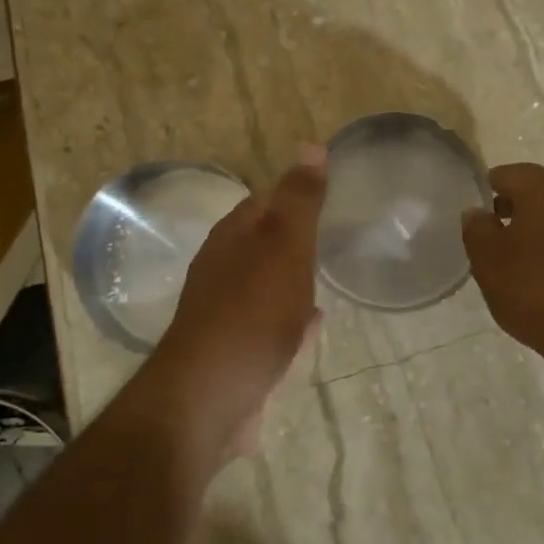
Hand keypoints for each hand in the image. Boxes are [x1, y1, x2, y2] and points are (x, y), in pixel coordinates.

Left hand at [143, 146, 326, 458]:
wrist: (210, 398)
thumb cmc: (251, 313)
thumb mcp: (283, 246)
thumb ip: (298, 200)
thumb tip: (310, 146)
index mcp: (232, 238)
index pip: (263, 202)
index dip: (293, 195)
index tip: (328, 197)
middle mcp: (222, 270)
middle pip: (262, 243)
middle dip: (292, 238)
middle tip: (333, 237)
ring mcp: (226, 314)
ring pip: (265, 284)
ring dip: (291, 278)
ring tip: (326, 275)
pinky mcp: (234, 353)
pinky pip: (270, 325)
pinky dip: (290, 318)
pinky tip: (311, 326)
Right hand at [462, 163, 543, 372]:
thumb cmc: (534, 286)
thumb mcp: (487, 259)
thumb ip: (476, 228)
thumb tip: (477, 212)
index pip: (504, 175)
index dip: (484, 196)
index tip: (474, 223)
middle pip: (533, 191)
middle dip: (511, 211)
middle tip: (491, 242)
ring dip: (535, 229)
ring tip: (515, 262)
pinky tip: (542, 274)